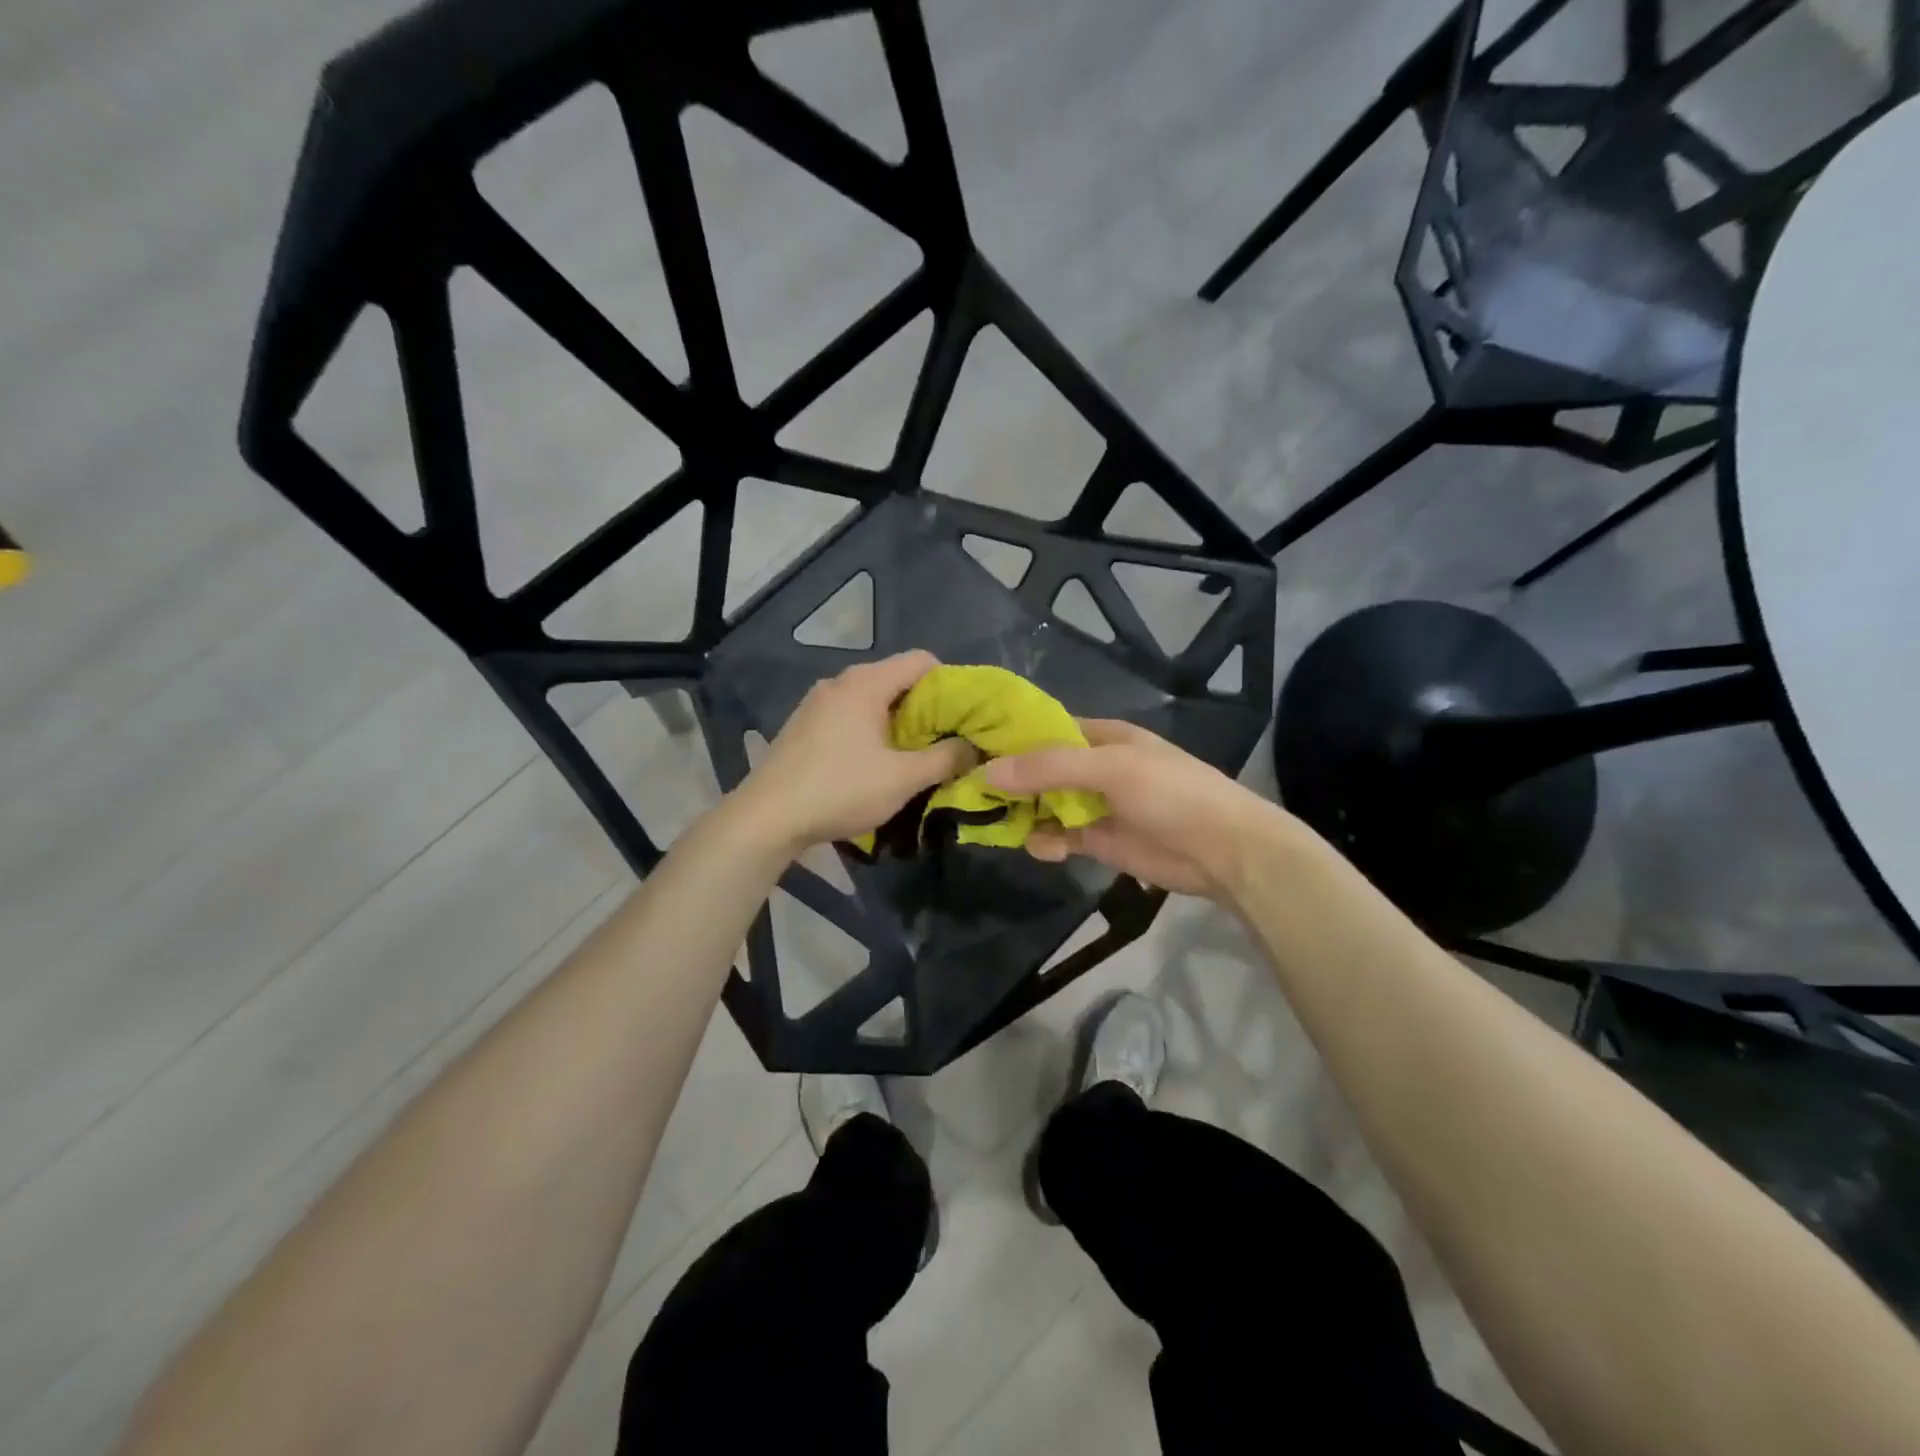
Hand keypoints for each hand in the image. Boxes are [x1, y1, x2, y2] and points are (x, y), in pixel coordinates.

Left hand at [730, 650, 976, 855]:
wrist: (766, 818)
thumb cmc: (840, 790)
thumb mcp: (902, 778)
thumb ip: (945, 758)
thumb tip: (974, 747)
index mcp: (865, 683)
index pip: (921, 660)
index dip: (950, 683)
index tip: (964, 716)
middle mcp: (839, 682)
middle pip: (896, 679)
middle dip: (926, 707)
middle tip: (946, 740)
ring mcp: (816, 703)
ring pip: (872, 700)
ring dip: (898, 722)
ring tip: (914, 755)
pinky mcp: (803, 726)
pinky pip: (849, 716)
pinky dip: (871, 731)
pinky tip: (874, 763)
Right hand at [984, 718, 1290, 901]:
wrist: (1224, 851)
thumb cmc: (1171, 793)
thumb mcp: (1110, 769)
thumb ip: (1049, 768)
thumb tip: (987, 770)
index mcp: (1102, 737)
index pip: (1045, 729)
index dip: (1010, 737)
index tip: (969, 746)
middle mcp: (1094, 767)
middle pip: (1039, 769)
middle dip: (1009, 780)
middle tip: (968, 792)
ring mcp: (1096, 805)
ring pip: (1045, 804)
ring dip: (1023, 813)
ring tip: (998, 823)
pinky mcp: (1099, 841)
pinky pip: (1059, 836)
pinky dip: (1045, 841)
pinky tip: (1043, 848)